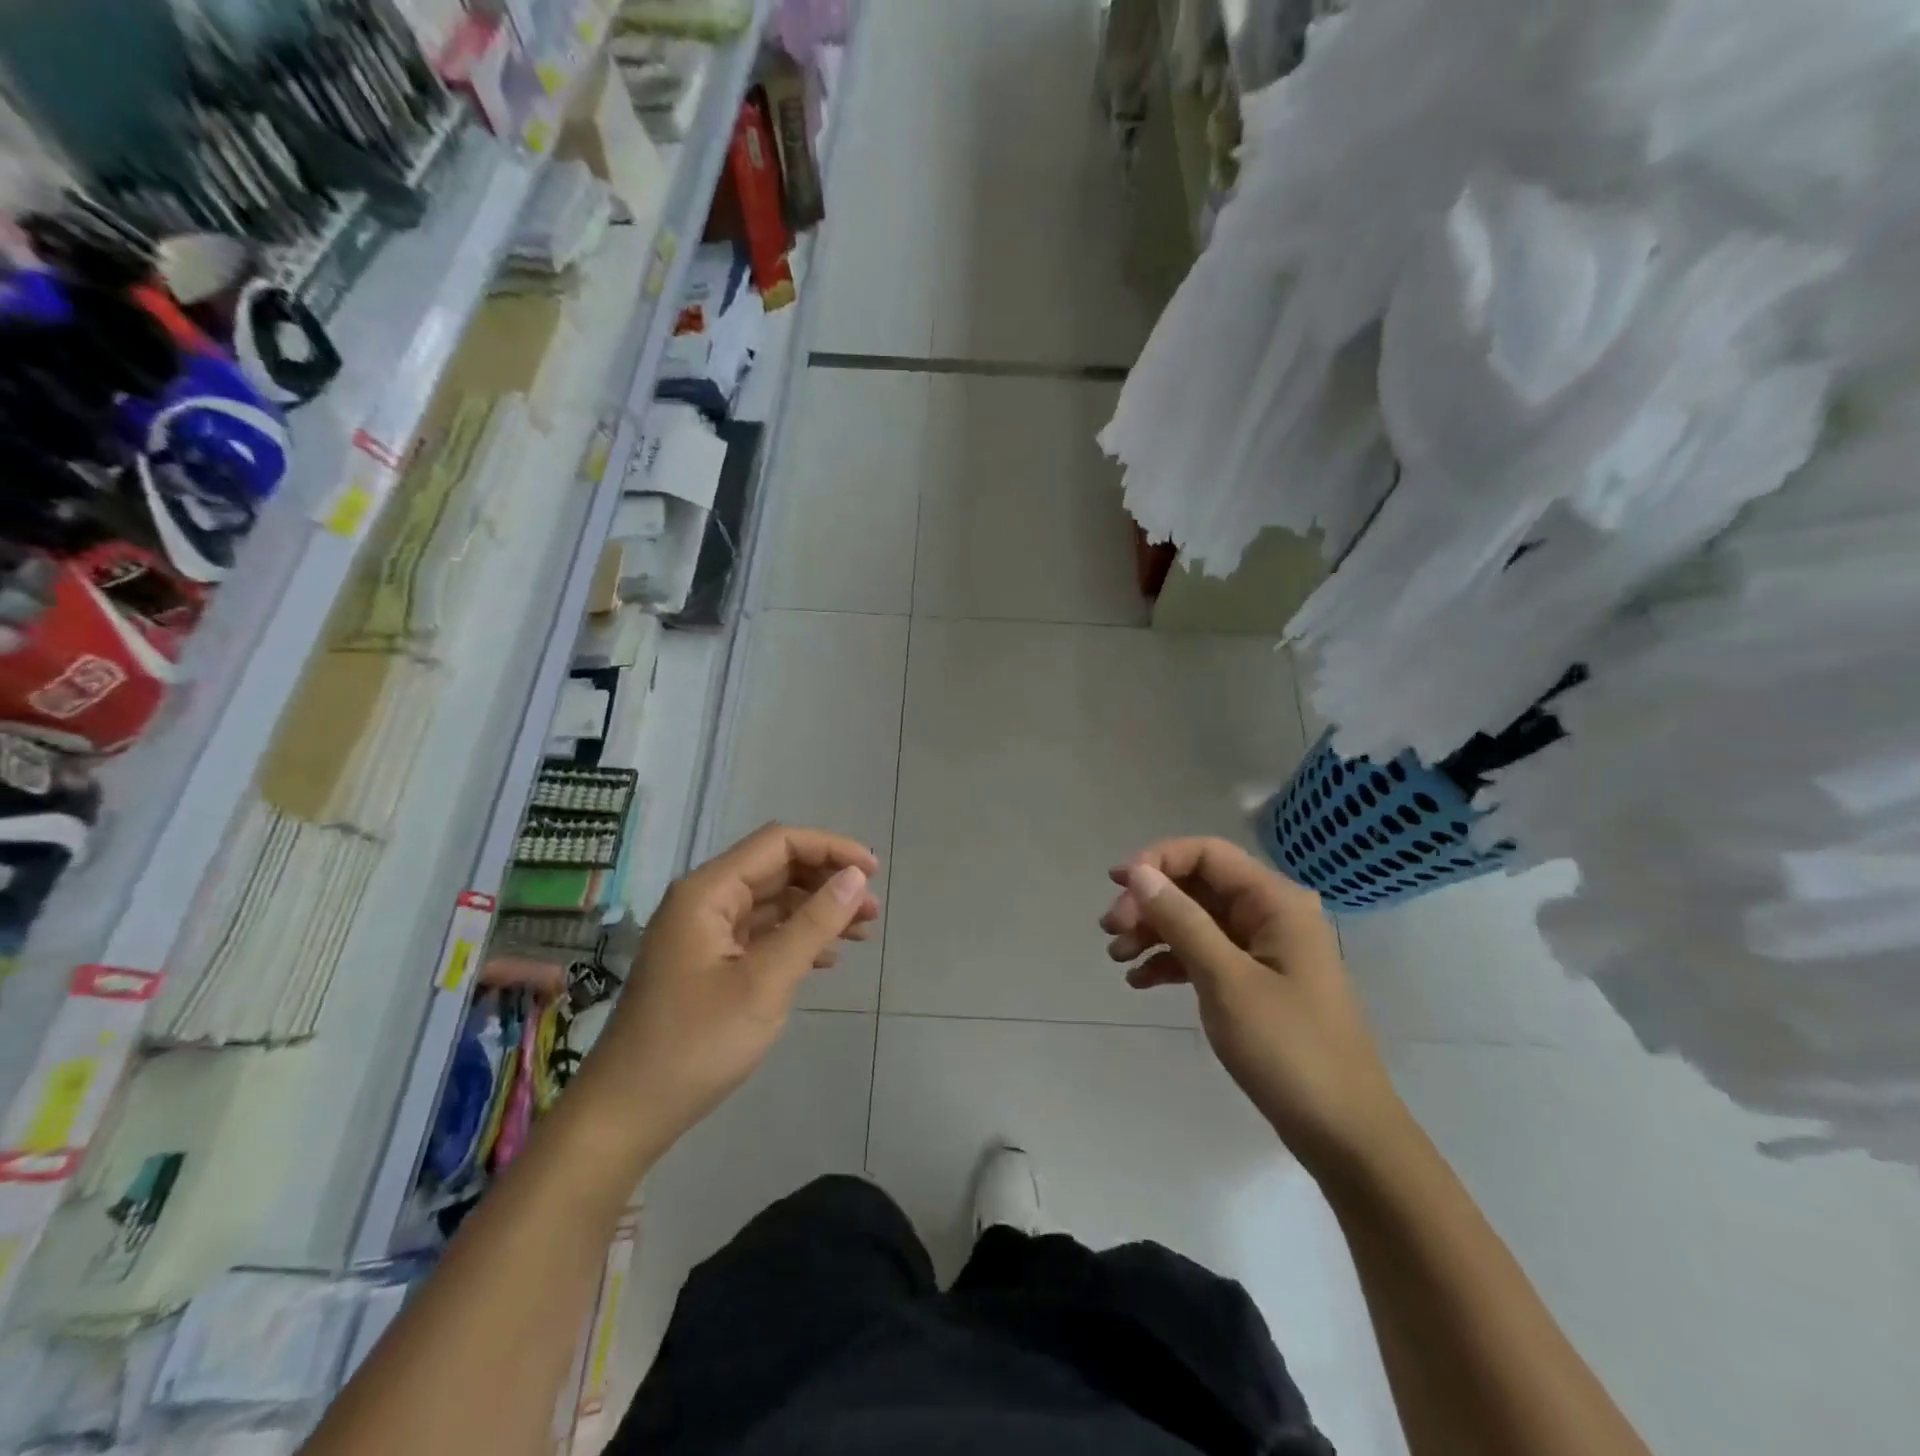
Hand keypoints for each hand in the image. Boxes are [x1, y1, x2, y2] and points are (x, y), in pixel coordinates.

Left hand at [581, 824, 879, 1147]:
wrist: (628, 1112)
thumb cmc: (696, 1044)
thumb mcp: (765, 982)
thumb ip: (813, 924)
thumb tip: (855, 877)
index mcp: (708, 892)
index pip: (778, 843)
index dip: (830, 848)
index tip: (872, 872)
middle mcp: (705, 901)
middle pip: (776, 868)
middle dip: (827, 881)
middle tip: (872, 909)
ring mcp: (705, 933)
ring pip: (772, 902)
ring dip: (817, 910)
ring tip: (862, 932)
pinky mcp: (709, 962)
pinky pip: (761, 933)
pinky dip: (796, 937)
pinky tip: (828, 958)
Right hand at [1102, 837, 1408, 1177]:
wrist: (1344, 1134)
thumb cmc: (1288, 1049)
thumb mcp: (1226, 980)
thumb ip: (1181, 920)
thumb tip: (1139, 873)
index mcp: (1275, 902)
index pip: (1206, 854)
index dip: (1157, 860)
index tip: (1116, 884)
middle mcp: (1271, 915)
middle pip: (1197, 886)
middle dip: (1150, 903)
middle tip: (1111, 932)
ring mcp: (1264, 950)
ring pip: (1196, 920)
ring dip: (1154, 932)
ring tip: (1117, 958)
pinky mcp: (1256, 981)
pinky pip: (1205, 954)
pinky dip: (1171, 961)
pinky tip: (1140, 981)